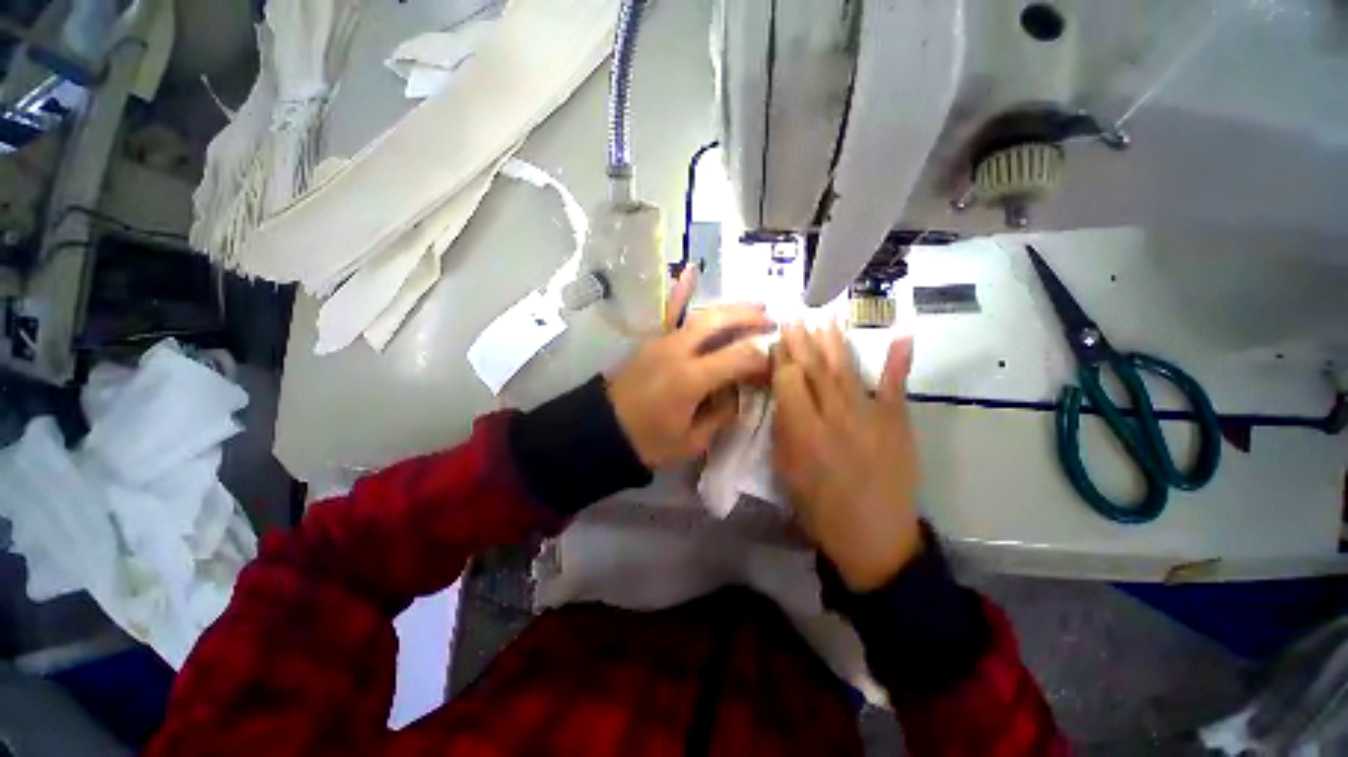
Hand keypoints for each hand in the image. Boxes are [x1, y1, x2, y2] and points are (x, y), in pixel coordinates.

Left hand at [607, 296, 773, 467]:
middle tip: (772, 319)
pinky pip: (676, 315)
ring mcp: (662, 341)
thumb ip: (721, 414)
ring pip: (701, 314)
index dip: (762, 356)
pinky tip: (694, 276)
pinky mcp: (653, 341)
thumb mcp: (692, 441)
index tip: (775, 361)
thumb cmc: (648, 441)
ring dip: (730, 309)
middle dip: (750, 317)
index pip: (739, 355)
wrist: (602, 430)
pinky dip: (689, 298)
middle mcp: (678, 351)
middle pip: (719, 321)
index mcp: (690, 378)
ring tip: (755, 307)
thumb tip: (739, 392)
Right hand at [772, 323, 921, 591]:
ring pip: (846, 369)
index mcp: (804, 432)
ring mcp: (870, 416)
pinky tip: (901, 333)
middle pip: (815, 369)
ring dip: (834, 341)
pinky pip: (896, 385)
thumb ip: (783, 431)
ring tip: (824, 317)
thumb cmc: (820, 507)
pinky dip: (899, 360)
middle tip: (793, 316)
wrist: (874, 537)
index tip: (776, 340)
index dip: (781, 358)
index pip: (789, 381)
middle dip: (801, 340)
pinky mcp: (897, 422)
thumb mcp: (786, 473)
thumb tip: (782, 398)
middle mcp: (835, 416)